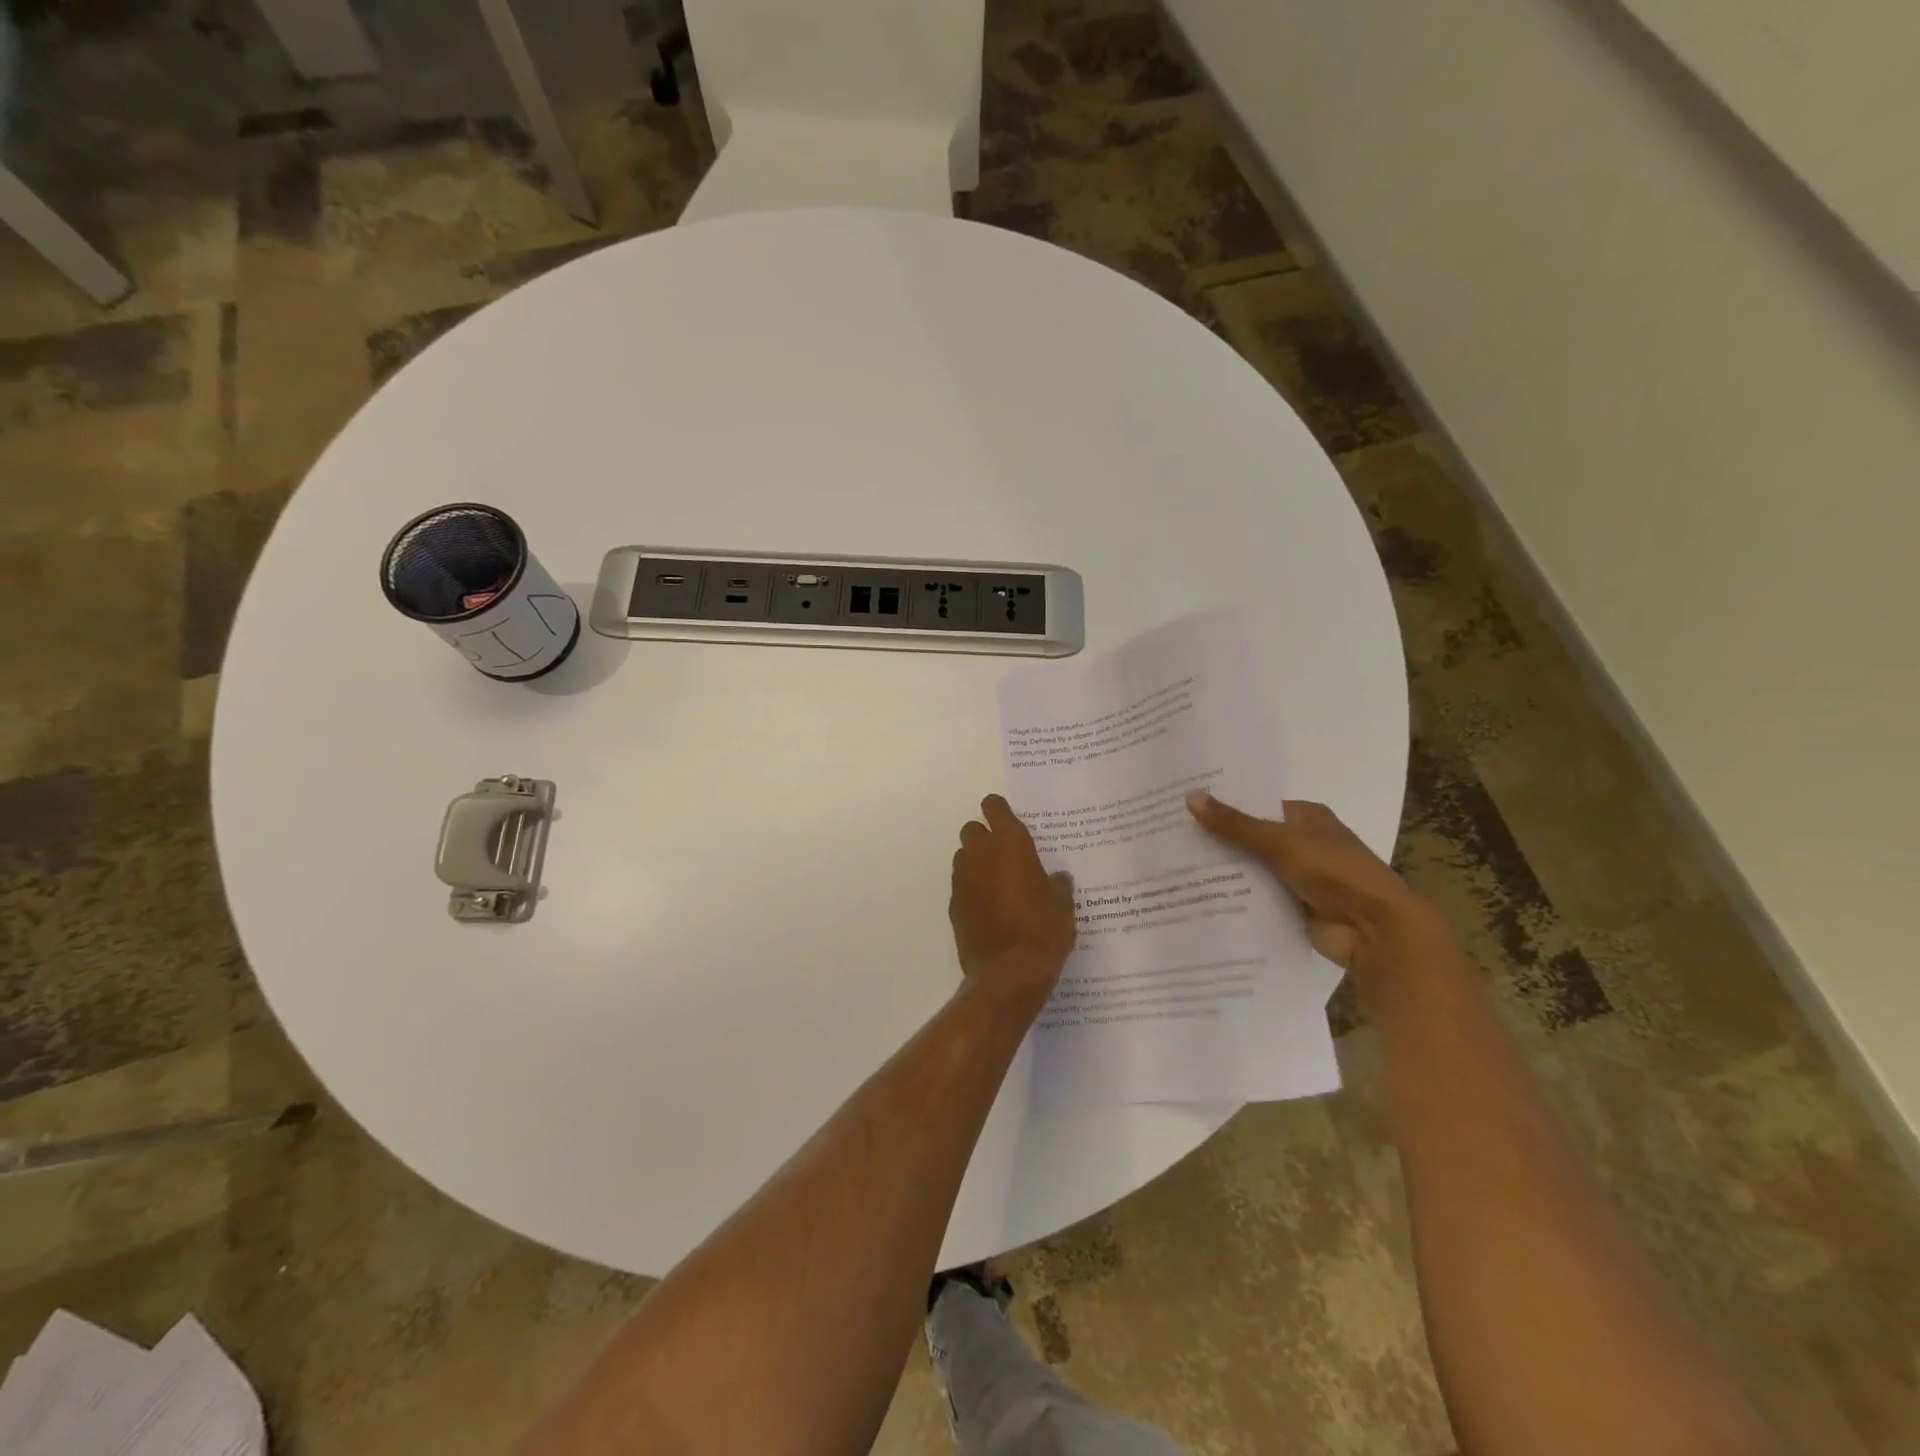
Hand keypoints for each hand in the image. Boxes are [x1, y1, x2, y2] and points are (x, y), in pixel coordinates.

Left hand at [949, 796, 1075, 1010]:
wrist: (1008, 975)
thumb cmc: (1043, 933)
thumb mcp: (1063, 907)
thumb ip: (1058, 885)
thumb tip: (1057, 878)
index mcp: (1011, 845)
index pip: (994, 808)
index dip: (999, 810)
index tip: (1007, 819)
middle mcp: (981, 855)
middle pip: (973, 830)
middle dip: (985, 837)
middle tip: (1005, 855)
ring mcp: (963, 880)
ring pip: (964, 856)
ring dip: (976, 862)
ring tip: (997, 883)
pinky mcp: (954, 905)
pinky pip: (961, 885)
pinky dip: (972, 889)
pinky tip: (988, 908)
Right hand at [1186, 791, 1433, 970]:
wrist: (1374, 929)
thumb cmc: (1334, 871)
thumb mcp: (1280, 841)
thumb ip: (1235, 824)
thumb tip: (1190, 797)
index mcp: (1307, 817)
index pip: (1257, 805)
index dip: (1224, 804)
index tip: (1185, 805)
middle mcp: (1303, 843)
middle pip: (1252, 838)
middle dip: (1218, 839)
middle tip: (1170, 835)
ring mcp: (1298, 877)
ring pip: (1251, 869)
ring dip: (1224, 871)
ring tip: (1174, 865)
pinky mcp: (1293, 907)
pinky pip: (1257, 898)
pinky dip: (1235, 898)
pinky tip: (1198, 896)